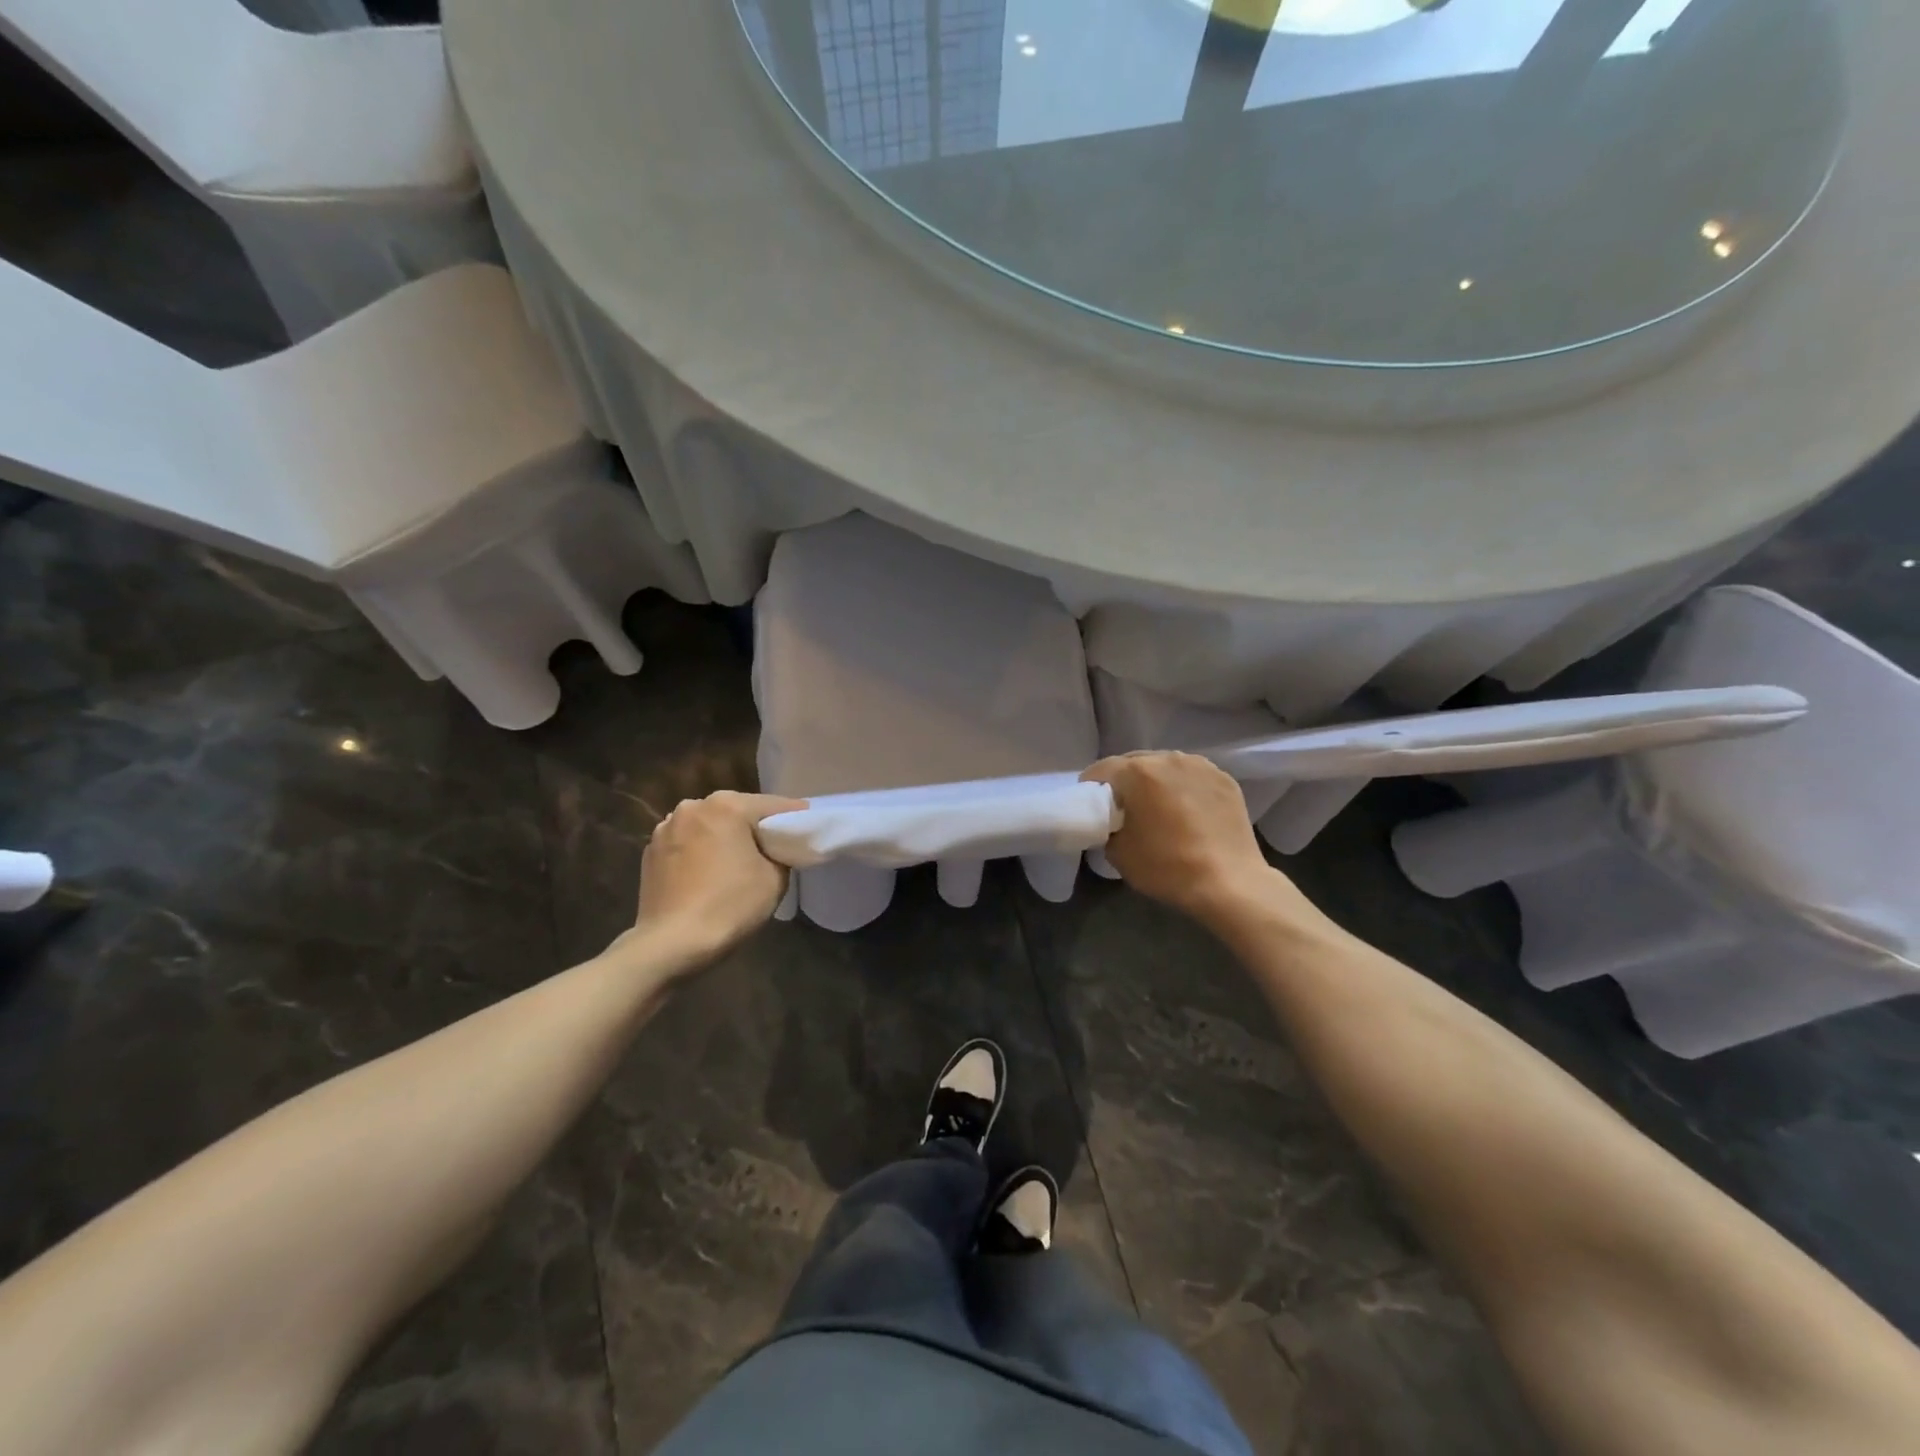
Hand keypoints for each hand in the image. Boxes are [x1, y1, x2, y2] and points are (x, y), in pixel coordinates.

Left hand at [633, 791, 807, 962]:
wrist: (671, 944)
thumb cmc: (729, 906)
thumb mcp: (775, 879)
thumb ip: (779, 854)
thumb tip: (772, 850)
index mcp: (727, 805)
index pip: (773, 805)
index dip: (794, 818)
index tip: (807, 828)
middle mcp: (693, 807)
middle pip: (736, 811)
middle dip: (754, 827)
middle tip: (773, 848)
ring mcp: (666, 828)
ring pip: (708, 826)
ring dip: (723, 838)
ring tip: (735, 863)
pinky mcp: (650, 852)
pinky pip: (687, 844)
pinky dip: (700, 852)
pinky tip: (707, 875)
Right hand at [1082, 752, 1302, 928]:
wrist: (1230, 883)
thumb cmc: (1167, 867)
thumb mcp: (1118, 853)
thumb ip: (1107, 827)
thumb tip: (1112, 822)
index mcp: (1137, 771)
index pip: (1101, 769)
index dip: (1090, 788)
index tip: (1092, 808)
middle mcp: (1168, 758)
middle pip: (1134, 762)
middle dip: (1124, 782)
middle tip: (1124, 809)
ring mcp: (1201, 765)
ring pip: (1165, 766)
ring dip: (1155, 781)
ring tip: (1159, 808)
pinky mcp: (1224, 779)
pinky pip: (1192, 777)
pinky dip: (1183, 788)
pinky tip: (1187, 812)